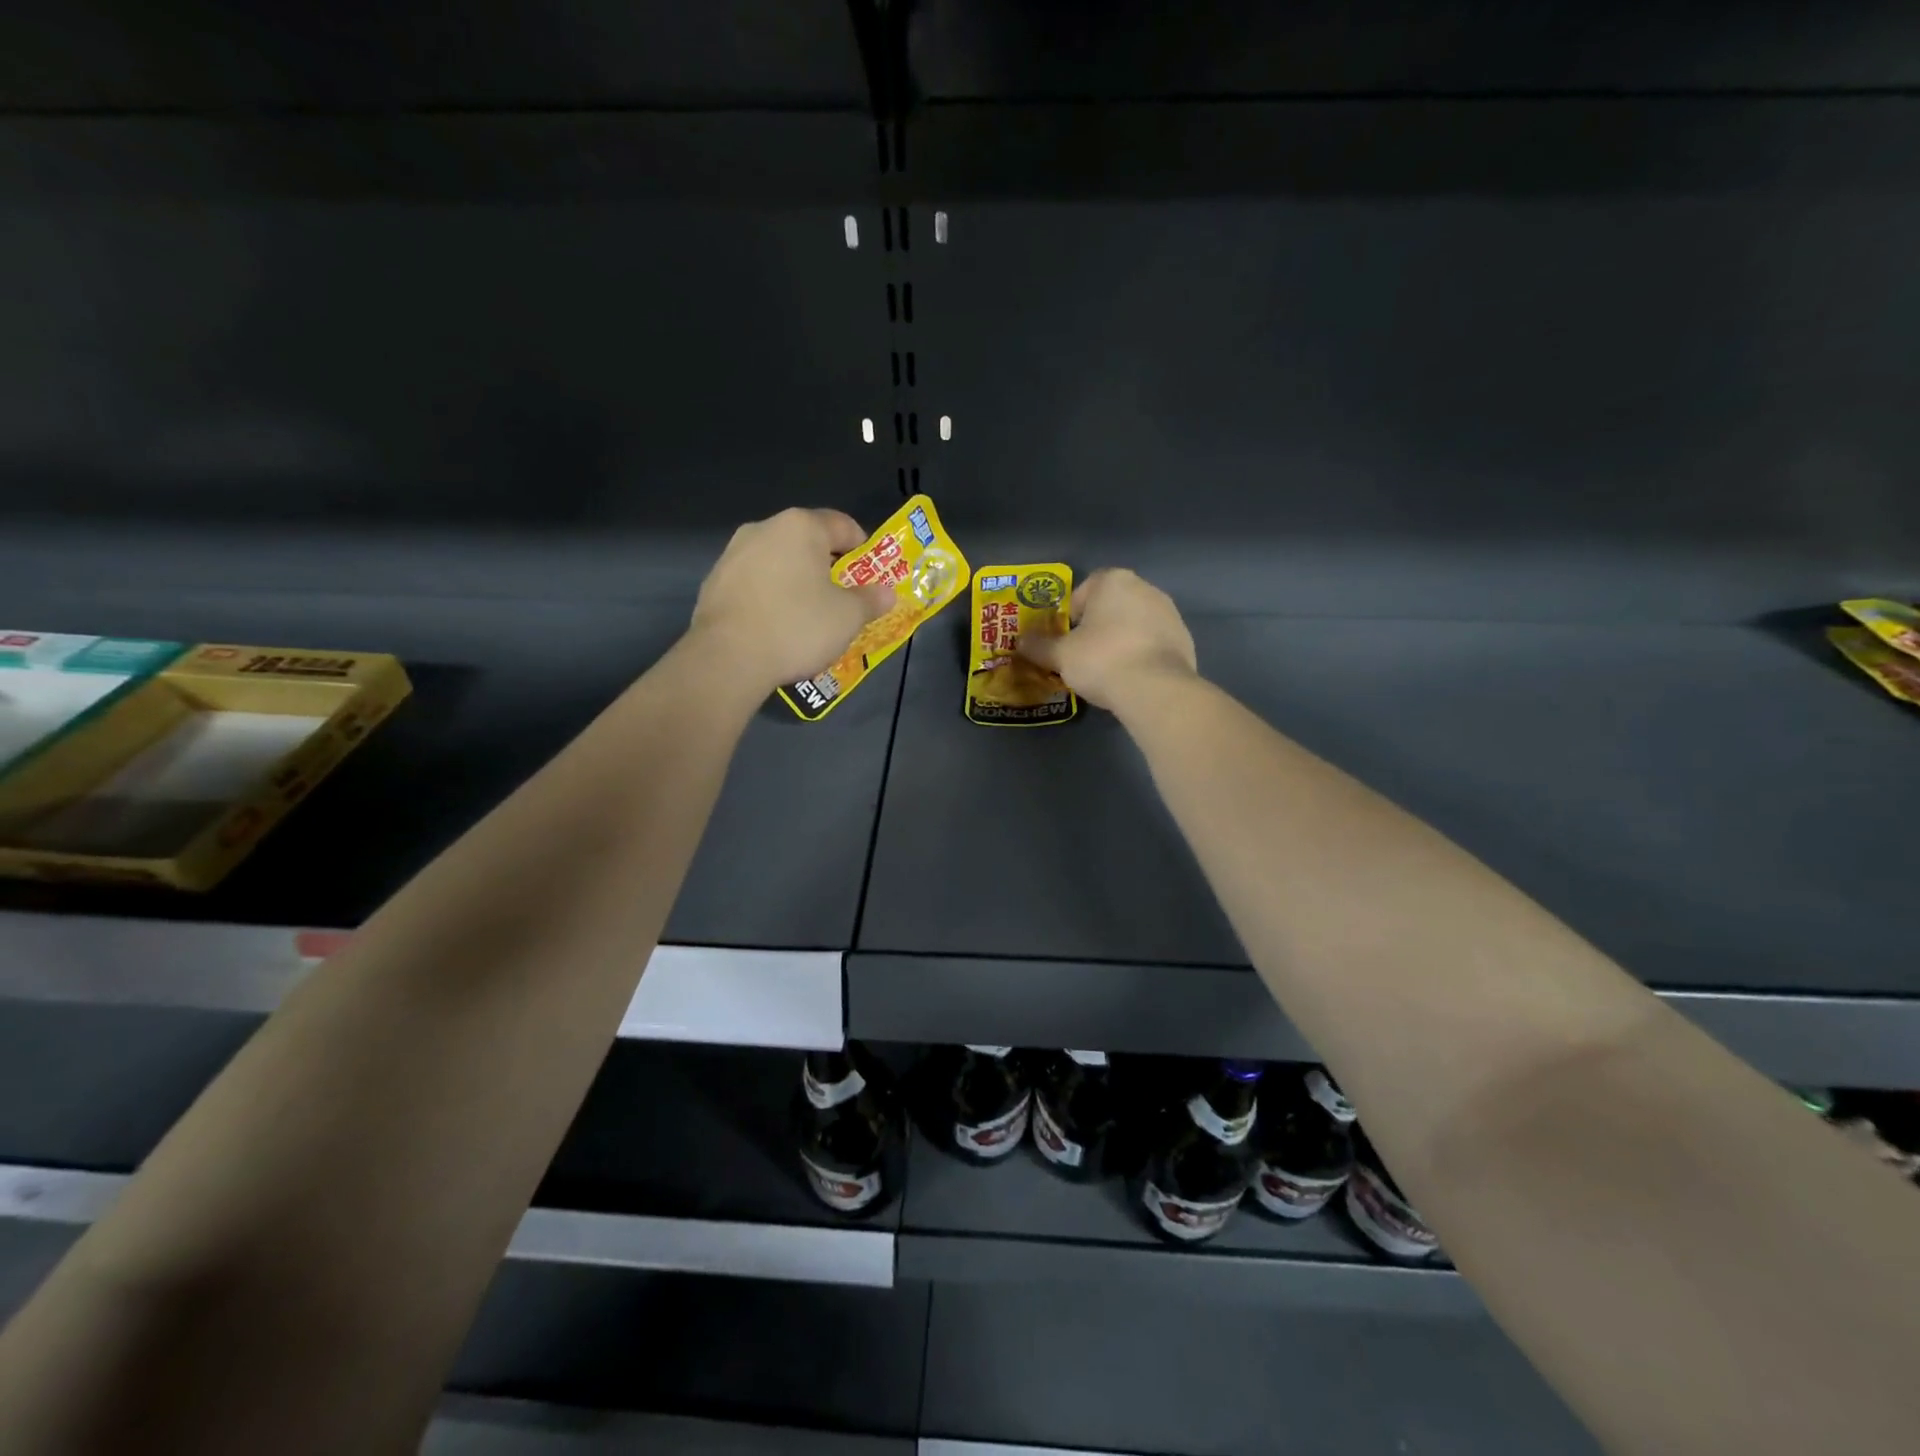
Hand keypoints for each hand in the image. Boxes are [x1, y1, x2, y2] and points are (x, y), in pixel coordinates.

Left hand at [690, 508, 894, 689]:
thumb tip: (887, 593)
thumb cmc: (798, 626)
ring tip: (809, 618)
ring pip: (779, 563)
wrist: (728, 657)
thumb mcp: (848, 617)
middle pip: (808, 542)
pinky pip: (755, 585)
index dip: (864, 549)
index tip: (872, 576)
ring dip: (797, 583)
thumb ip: (871, 599)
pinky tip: (777, 628)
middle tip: (843, 600)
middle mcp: (764, 529)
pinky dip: (771, 599)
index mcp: (801, 526)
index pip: (844, 525)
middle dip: (828, 568)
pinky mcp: (714, 583)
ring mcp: (733, 554)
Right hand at [1018, 568, 1197, 711]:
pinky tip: (1132, 677)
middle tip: (1083, 654)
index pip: (1084, 589)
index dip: (1071, 614)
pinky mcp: (1184, 638)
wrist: (1156, 689)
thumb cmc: (1102, 660)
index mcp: (1114, 581)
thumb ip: (1039, 646)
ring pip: (1134, 623)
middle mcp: (1145, 588)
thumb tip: (1019, 642)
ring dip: (1121, 639)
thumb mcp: (1061, 656)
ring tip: (1109, 669)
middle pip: (1112, 605)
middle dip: (1097, 626)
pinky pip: (1153, 642)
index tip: (1066, 638)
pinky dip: (1141, 654)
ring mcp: (1169, 613)